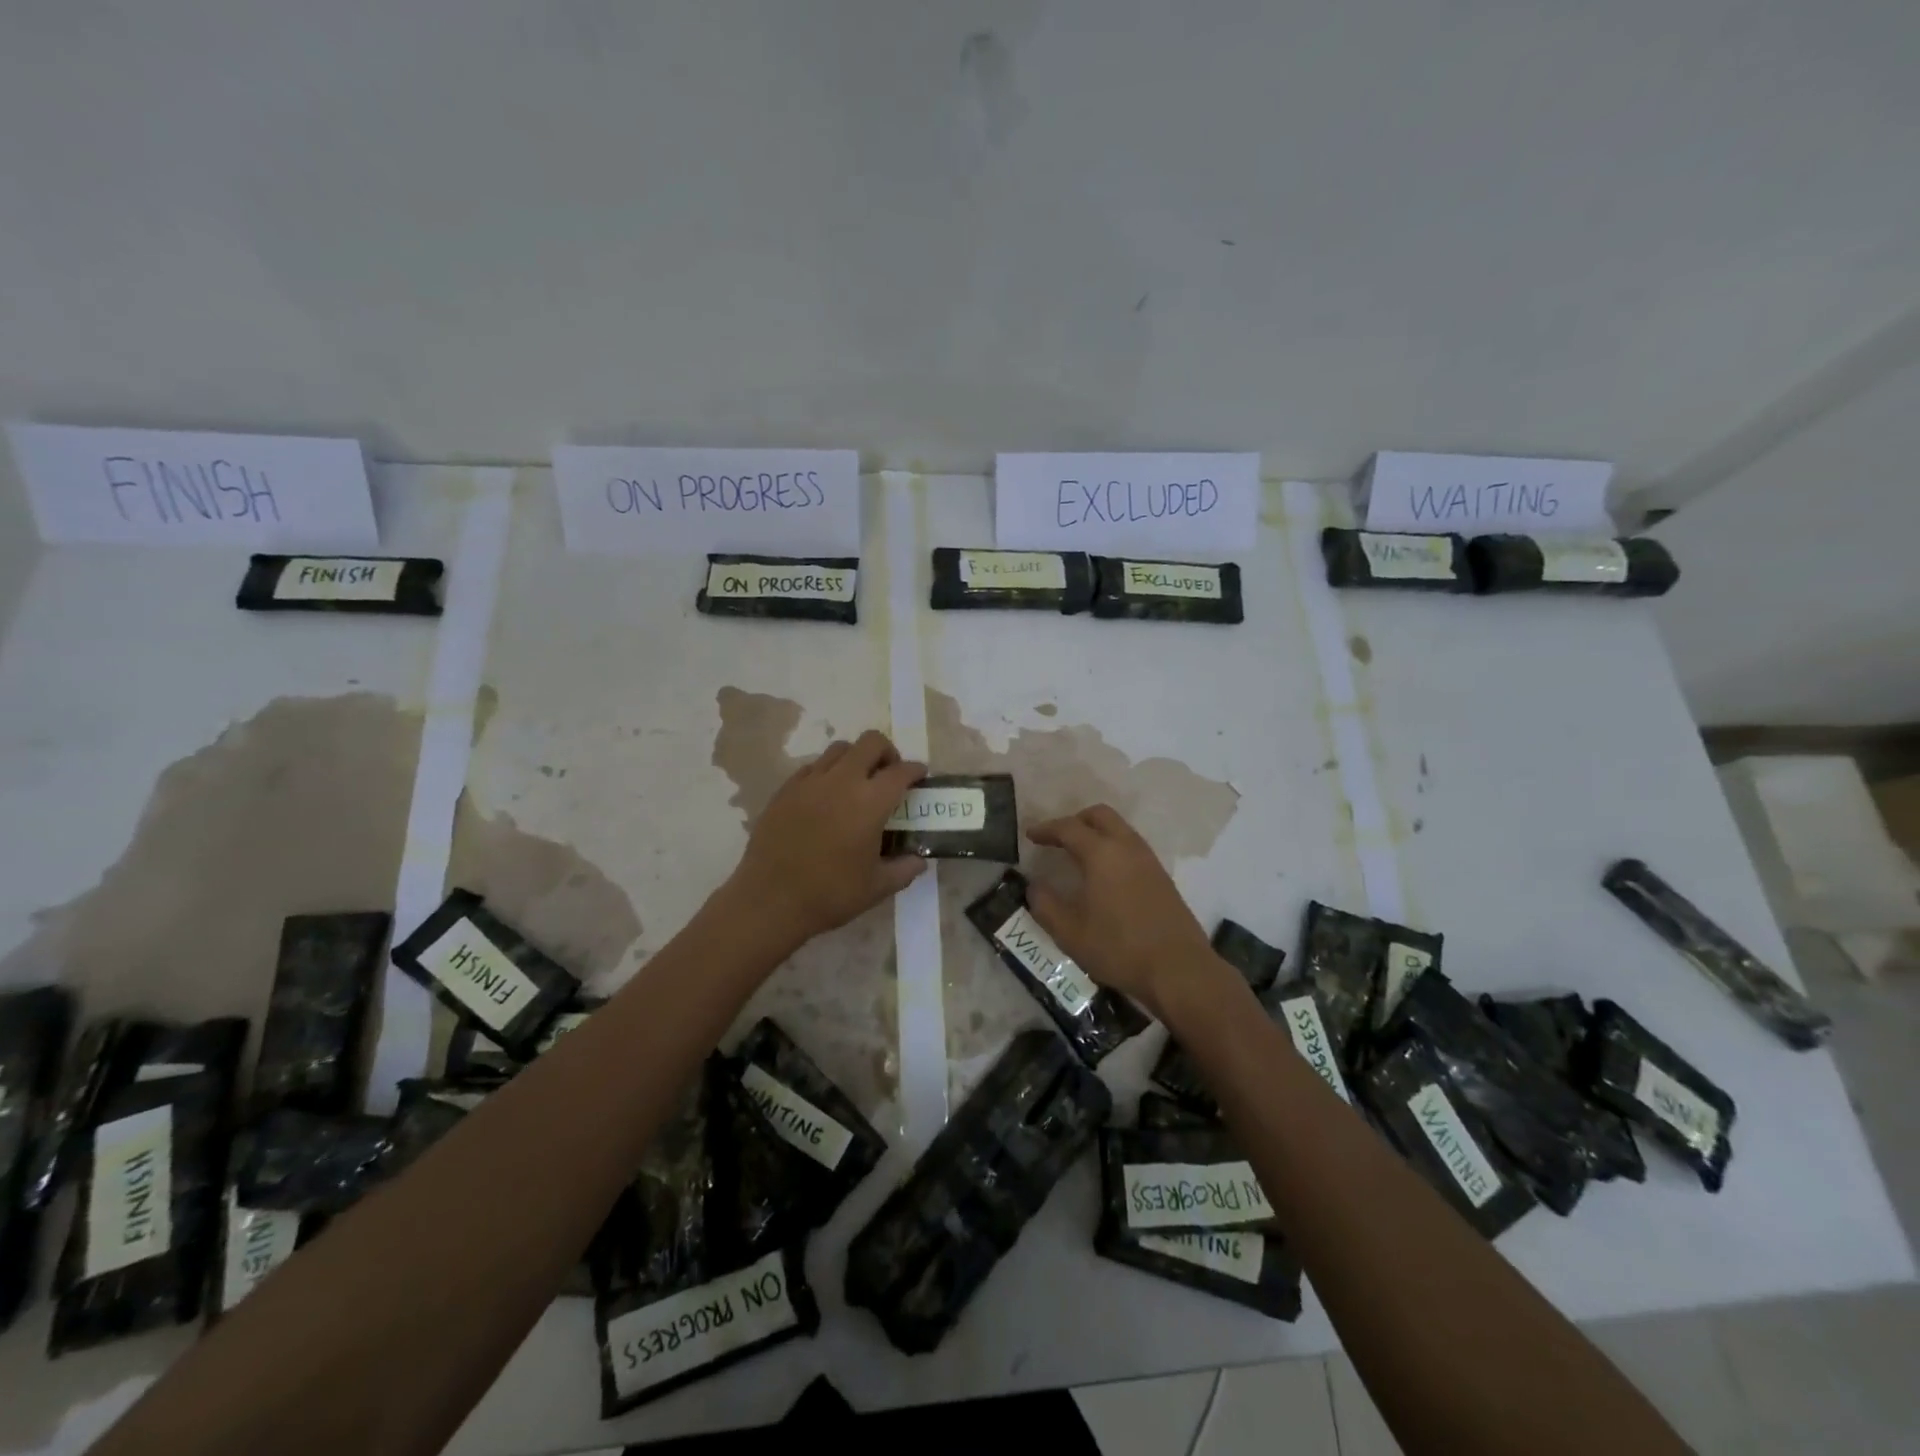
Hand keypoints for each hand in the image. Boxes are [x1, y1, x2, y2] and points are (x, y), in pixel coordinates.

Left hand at [726, 729, 926, 949]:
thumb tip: (919, 861)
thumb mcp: (877, 887)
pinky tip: (826, 796)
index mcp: (870, 802)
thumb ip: (904, 869)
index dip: (915, 771)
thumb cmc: (830, 894)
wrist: (770, 900)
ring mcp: (810, 781)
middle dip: (887, 752)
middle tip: (888, 774)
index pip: (900, 771)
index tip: (920, 777)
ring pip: (840, 749)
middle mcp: (842, 781)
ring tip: (857, 782)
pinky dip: (827, 772)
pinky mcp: (786, 789)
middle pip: (871, 742)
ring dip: (856, 758)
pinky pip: (813, 767)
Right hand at [1026, 804, 1223, 1021]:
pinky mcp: (1162, 877)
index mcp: (1102, 854)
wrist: (1179, 969)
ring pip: (1120, 829)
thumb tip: (1034, 887)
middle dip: (1075, 820)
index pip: (1069, 828)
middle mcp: (1127, 847)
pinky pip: (1132, 847)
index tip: (1030, 835)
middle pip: (1100, 815)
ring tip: (1079, 855)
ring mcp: (1149, 860)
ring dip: (1097, 833)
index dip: (1046, 829)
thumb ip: (1045, 905)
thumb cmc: (1119, 948)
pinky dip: (1113, 848)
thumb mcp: (1070, 932)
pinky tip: (1105, 875)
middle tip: (1057, 839)